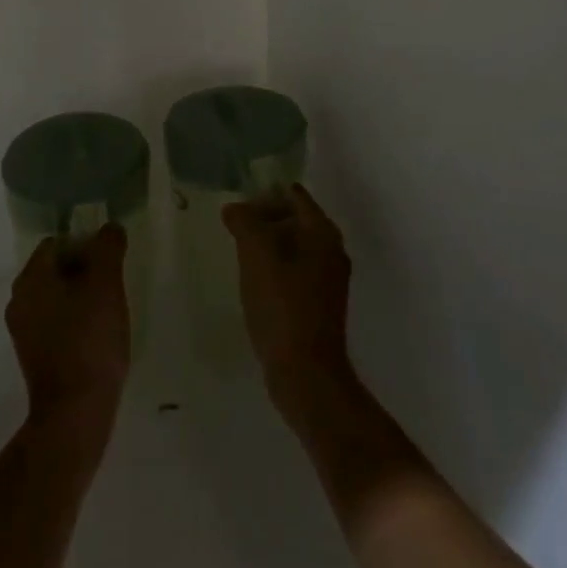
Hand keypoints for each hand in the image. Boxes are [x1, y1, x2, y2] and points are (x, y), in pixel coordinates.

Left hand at [6, 225, 130, 437]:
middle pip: (56, 268)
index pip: (58, 242)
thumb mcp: (106, 284)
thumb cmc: (90, 340)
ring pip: (57, 296)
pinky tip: (97, 336)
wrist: (75, 414)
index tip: (110, 261)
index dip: (87, 244)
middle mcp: (19, 299)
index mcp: (31, 277)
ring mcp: (23, 331)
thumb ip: (108, 247)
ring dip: (81, 297)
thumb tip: (110, 228)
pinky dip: (75, 321)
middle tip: (113, 284)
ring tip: (109, 311)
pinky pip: (55, 322)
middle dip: (85, 270)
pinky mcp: (33, 356)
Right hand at [223, 186, 356, 419]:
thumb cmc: (282, 306)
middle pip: (295, 219)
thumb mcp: (257, 255)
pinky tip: (254, 282)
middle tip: (234, 228)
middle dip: (265, 219)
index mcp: (322, 233)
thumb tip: (234, 208)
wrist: (306, 374)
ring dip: (268, 245)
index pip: (294, 195)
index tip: (239, 205)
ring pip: (294, 247)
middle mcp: (332, 250)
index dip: (265, 194)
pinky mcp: (319, 304)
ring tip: (239, 253)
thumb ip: (245, 222)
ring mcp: (328, 279)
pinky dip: (275, 268)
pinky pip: (295, 272)